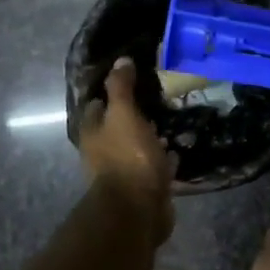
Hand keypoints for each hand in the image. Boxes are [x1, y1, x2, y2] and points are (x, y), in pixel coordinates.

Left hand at [79, 57, 176, 245]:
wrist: (139, 209)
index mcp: (92, 133)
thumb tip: (121, 60)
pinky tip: (177, 150)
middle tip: (157, 99)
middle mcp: (102, 152)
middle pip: (116, 127)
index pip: (97, 105)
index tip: (132, 79)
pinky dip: (163, 159)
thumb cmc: (127, 157)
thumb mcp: (124, 115)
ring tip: (170, 122)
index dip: (111, 92)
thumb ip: (121, 88)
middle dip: (133, 115)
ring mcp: (123, 172)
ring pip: (136, 147)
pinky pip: (153, 167)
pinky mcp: (143, 187)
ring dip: (149, 137)